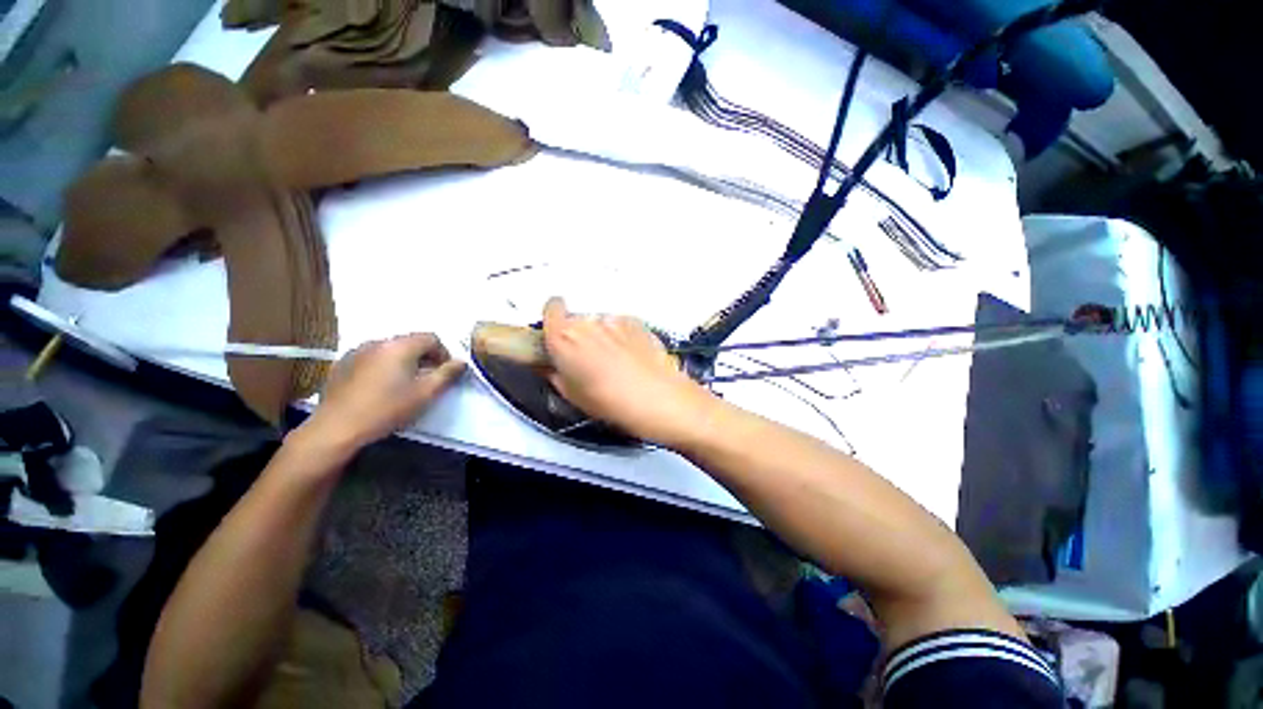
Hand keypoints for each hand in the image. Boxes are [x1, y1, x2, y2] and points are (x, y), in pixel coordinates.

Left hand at [300, 333, 465, 454]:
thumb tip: (462, 362)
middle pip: (410, 342)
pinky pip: (372, 358)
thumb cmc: (386, 409)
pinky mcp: (342, 364)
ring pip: (390, 350)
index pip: (431, 338)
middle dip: (424, 357)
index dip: (443, 353)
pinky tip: (380, 387)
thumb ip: (447, 374)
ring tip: (403, 384)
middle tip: (427, 380)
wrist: (336, 428)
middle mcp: (378, 342)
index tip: (444, 373)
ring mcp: (357, 351)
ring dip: (403, 362)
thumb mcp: (425, 394)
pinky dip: (383, 366)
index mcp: (400, 346)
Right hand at [542, 297, 713, 444]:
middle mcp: (587, 322)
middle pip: (576, 319)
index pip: (551, 308)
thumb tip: (549, 365)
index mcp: (564, 337)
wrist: (656, 397)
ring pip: (599, 323)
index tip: (556, 333)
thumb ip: (553, 373)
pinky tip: (630, 358)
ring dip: (600, 336)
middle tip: (586, 359)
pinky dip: (621, 336)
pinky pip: (620, 326)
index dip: (553, 318)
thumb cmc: (609, 401)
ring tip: (613, 362)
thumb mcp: (572, 394)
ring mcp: (614, 320)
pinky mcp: (636, 322)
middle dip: (577, 335)